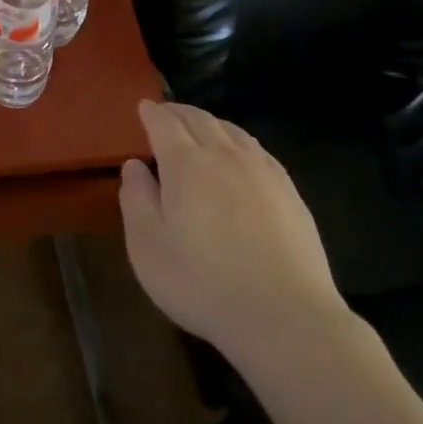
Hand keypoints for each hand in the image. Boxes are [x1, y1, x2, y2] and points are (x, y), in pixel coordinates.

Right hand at [119, 101, 349, 357]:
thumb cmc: (203, 284)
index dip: (152, 113)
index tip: (143, 106)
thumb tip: (134, 165)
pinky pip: (257, 149)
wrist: (285, 317)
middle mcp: (224, 156)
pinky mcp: (289, 191)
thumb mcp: (148, 248)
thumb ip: (137, 200)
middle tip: (166, 112)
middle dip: (179, 112)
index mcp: (186, 165)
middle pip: (200, 120)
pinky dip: (238, 140)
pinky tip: (240, 153)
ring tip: (199, 126)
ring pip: (232, 131)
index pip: (165, 125)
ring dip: (209, 122)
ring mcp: (262, 171)